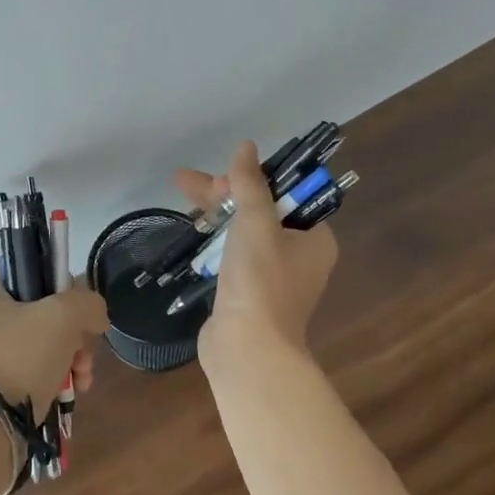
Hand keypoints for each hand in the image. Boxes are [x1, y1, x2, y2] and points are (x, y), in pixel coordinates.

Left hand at [0, 272, 108, 411]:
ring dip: (72, 357)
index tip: (80, 311)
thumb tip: (96, 314)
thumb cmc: (19, 358)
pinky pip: (35, 370)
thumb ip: (87, 303)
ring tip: (83, 377)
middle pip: (43, 312)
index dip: (63, 287)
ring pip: (44, 343)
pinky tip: (74, 391)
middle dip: (74, 333)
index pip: (32, 272)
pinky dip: (58, 378)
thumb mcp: (62, 317)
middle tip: (84, 350)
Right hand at [172, 139, 338, 372]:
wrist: (247, 348)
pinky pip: (231, 256)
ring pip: (242, 233)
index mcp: (314, 238)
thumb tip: (246, 146)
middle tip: (187, 181)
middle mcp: (298, 257)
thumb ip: (250, 183)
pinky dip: (214, 241)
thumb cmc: (260, 281)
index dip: (254, 179)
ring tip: (180, 193)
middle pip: (260, 211)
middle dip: (223, 194)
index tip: (225, 176)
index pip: (286, 195)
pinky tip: (192, 230)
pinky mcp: (247, 294)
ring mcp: (272, 278)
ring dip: (215, 214)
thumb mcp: (256, 223)